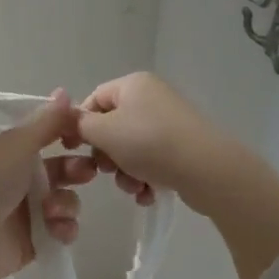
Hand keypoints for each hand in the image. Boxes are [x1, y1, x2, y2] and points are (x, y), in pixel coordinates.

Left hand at [0, 91, 94, 278]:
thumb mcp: (17, 144)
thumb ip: (46, 122)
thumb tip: (65, 91)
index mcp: (12, 150)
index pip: (48, 137)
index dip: (69, 135)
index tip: (86, 135)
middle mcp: (20, 177)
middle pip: (62, 169)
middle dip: (77, 169)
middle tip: (86, 171)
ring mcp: (27, 210)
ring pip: (65, 200)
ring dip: (67, 202)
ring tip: (54, 210)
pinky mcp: (33, 240)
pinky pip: (61, 230)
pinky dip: (64, 229)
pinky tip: (57, 229)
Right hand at [75, 72, 234, 208]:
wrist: (207, 169)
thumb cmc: (149, 143)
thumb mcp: (105, 132)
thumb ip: (81, 124)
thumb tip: (71, 119)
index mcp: (133, 84)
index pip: (94, 99)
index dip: (80, 124)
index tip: (73, 149)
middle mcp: (152, 97)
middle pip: (113, 126)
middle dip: (107, 154)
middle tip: (108, 171)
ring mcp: (170, 122)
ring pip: (132, 148)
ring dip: (126, 172)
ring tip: (135, 187)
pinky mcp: (183, 147)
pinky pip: (153, 160)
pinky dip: (146, 177)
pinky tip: (149, 193)